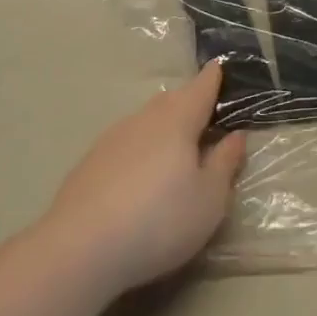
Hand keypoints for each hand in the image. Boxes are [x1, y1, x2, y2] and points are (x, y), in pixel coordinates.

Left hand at [41, 62, 244, 298]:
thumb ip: (225, 164)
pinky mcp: (90, 162)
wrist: (80, 248)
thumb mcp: (209, 200)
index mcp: (179, 120)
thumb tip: (236, 135)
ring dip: (162, 126)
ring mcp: (113, 138)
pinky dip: (138, 149)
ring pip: (145, 120)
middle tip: (203, 116)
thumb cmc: (160, 220)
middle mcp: (145, 118)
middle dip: (188, 102)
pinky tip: (138, 176)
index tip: (219, 67)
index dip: (213, 78)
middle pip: (171, 100)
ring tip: (173, 149)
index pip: (201, 88)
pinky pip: (124, 143)